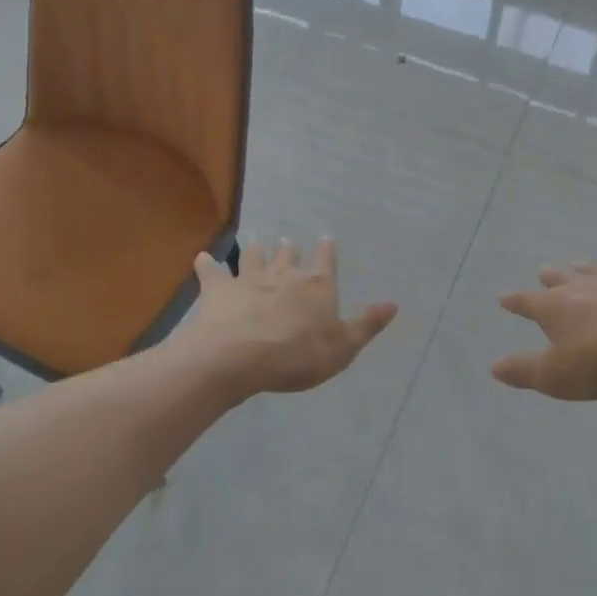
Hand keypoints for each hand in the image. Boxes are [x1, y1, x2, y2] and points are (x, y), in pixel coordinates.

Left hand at [190, 238, 397, 394]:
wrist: (240, 356)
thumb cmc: (298, 354)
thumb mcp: (343, 346)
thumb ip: (367, 324)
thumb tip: (394, 304)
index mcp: (317, 285)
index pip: (326, 261)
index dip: (327, 250)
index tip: (326, 238)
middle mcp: (284, 274)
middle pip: (289, 255)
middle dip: (290, 249)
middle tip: (288, 241)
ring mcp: (249, 278)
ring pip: (254, 257)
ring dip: (256, 249)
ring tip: (255, 240)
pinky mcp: (219, 289)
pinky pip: (212, 272)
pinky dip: (208, 265)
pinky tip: (203, 258)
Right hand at [491, 263, 596, 400]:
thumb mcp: (554, 375)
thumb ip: (524, 370)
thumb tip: (494, 367)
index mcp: (553, 307)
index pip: (527, 302)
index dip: (514, 302)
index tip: (503, 298)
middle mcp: (580, 289)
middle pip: (560, 280)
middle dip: (550, 278)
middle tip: (543, 271)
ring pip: (593, 273)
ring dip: (584, 270)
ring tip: (579, 264)